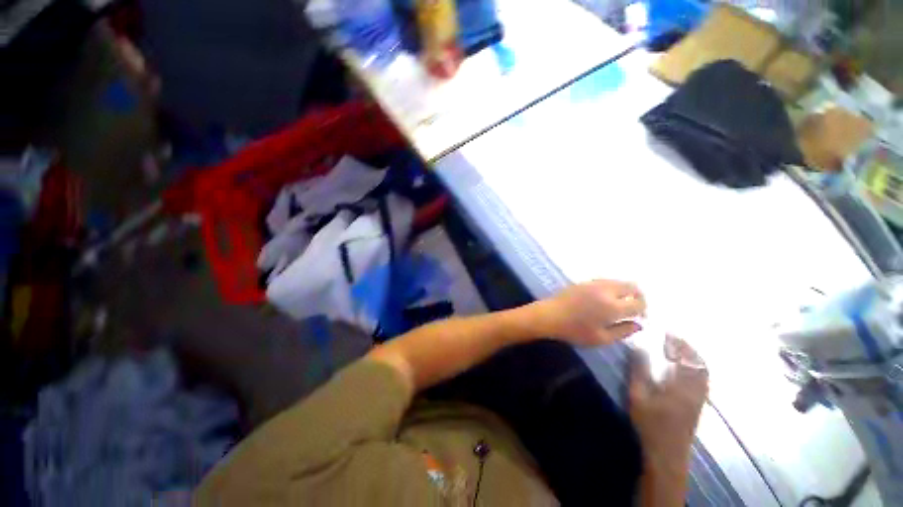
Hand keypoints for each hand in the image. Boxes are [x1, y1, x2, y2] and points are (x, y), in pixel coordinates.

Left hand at [533, 279, 645, 345]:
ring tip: (620, 304)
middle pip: (632, 286)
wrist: (550, 315)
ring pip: (618, 281)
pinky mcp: (585, 281)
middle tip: (634, 308)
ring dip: (625, 291)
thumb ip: (623, 332)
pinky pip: (605, 281)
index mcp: (612, 306)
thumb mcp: (601, 338)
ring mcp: (594, 283)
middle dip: (638, 296)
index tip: (640, 317)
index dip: (643, 310)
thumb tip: (638, 324)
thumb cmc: (575, 330)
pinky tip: (605, 299)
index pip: (638, 303)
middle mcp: (606, 291)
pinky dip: (612, 287)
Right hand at [629, 336, 707, 475]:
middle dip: (688, 348)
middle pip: (699, 364)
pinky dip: (697, 368)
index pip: (684, 358)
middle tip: (674, 338)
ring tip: (680, 349)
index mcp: (681, 386)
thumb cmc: (650, 423)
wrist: (667, 452)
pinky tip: (686, 368)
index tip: (667, 332)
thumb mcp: (638, 396)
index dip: (678, 344)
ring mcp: (700, 398)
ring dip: (694, 357)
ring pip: (704, 372)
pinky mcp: (700, 405)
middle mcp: (696, 390)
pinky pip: (704, 380)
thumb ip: (639, 371)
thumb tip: (638, 348)